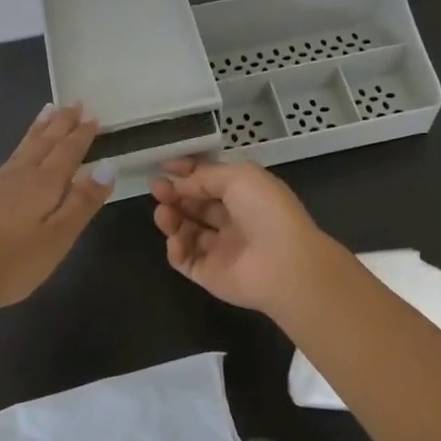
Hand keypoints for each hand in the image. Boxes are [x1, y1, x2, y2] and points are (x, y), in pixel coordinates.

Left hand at [0, 103, 113, 322]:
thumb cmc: (12, 264)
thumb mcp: (58, 238)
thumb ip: (82, 202)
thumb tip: (107, 166)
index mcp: (43, 184)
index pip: (68, 152)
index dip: (82, 134)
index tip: (92, 115)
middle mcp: (17, 176)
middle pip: (43, 143)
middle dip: (60, 123)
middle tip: (72, 103)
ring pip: (17, 151)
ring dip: (34, 132)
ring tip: (45, 113)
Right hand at [149, 158, 342, 315]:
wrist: (284, 264)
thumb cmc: (265, 210)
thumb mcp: (238, 177)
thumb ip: (204, 177)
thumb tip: (179, 184)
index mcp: (245, 194)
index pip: (210, 180)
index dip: (187, 171)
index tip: (163, 165)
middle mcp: (233, 220)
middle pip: (196, 204)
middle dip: (174, 193)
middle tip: (156, 187)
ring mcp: (221, 249)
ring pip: (187, 231)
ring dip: (171, 219)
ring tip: (162, 213)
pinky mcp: (210, 275)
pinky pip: (186, 260)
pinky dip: (176, 249)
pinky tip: (177, 240)